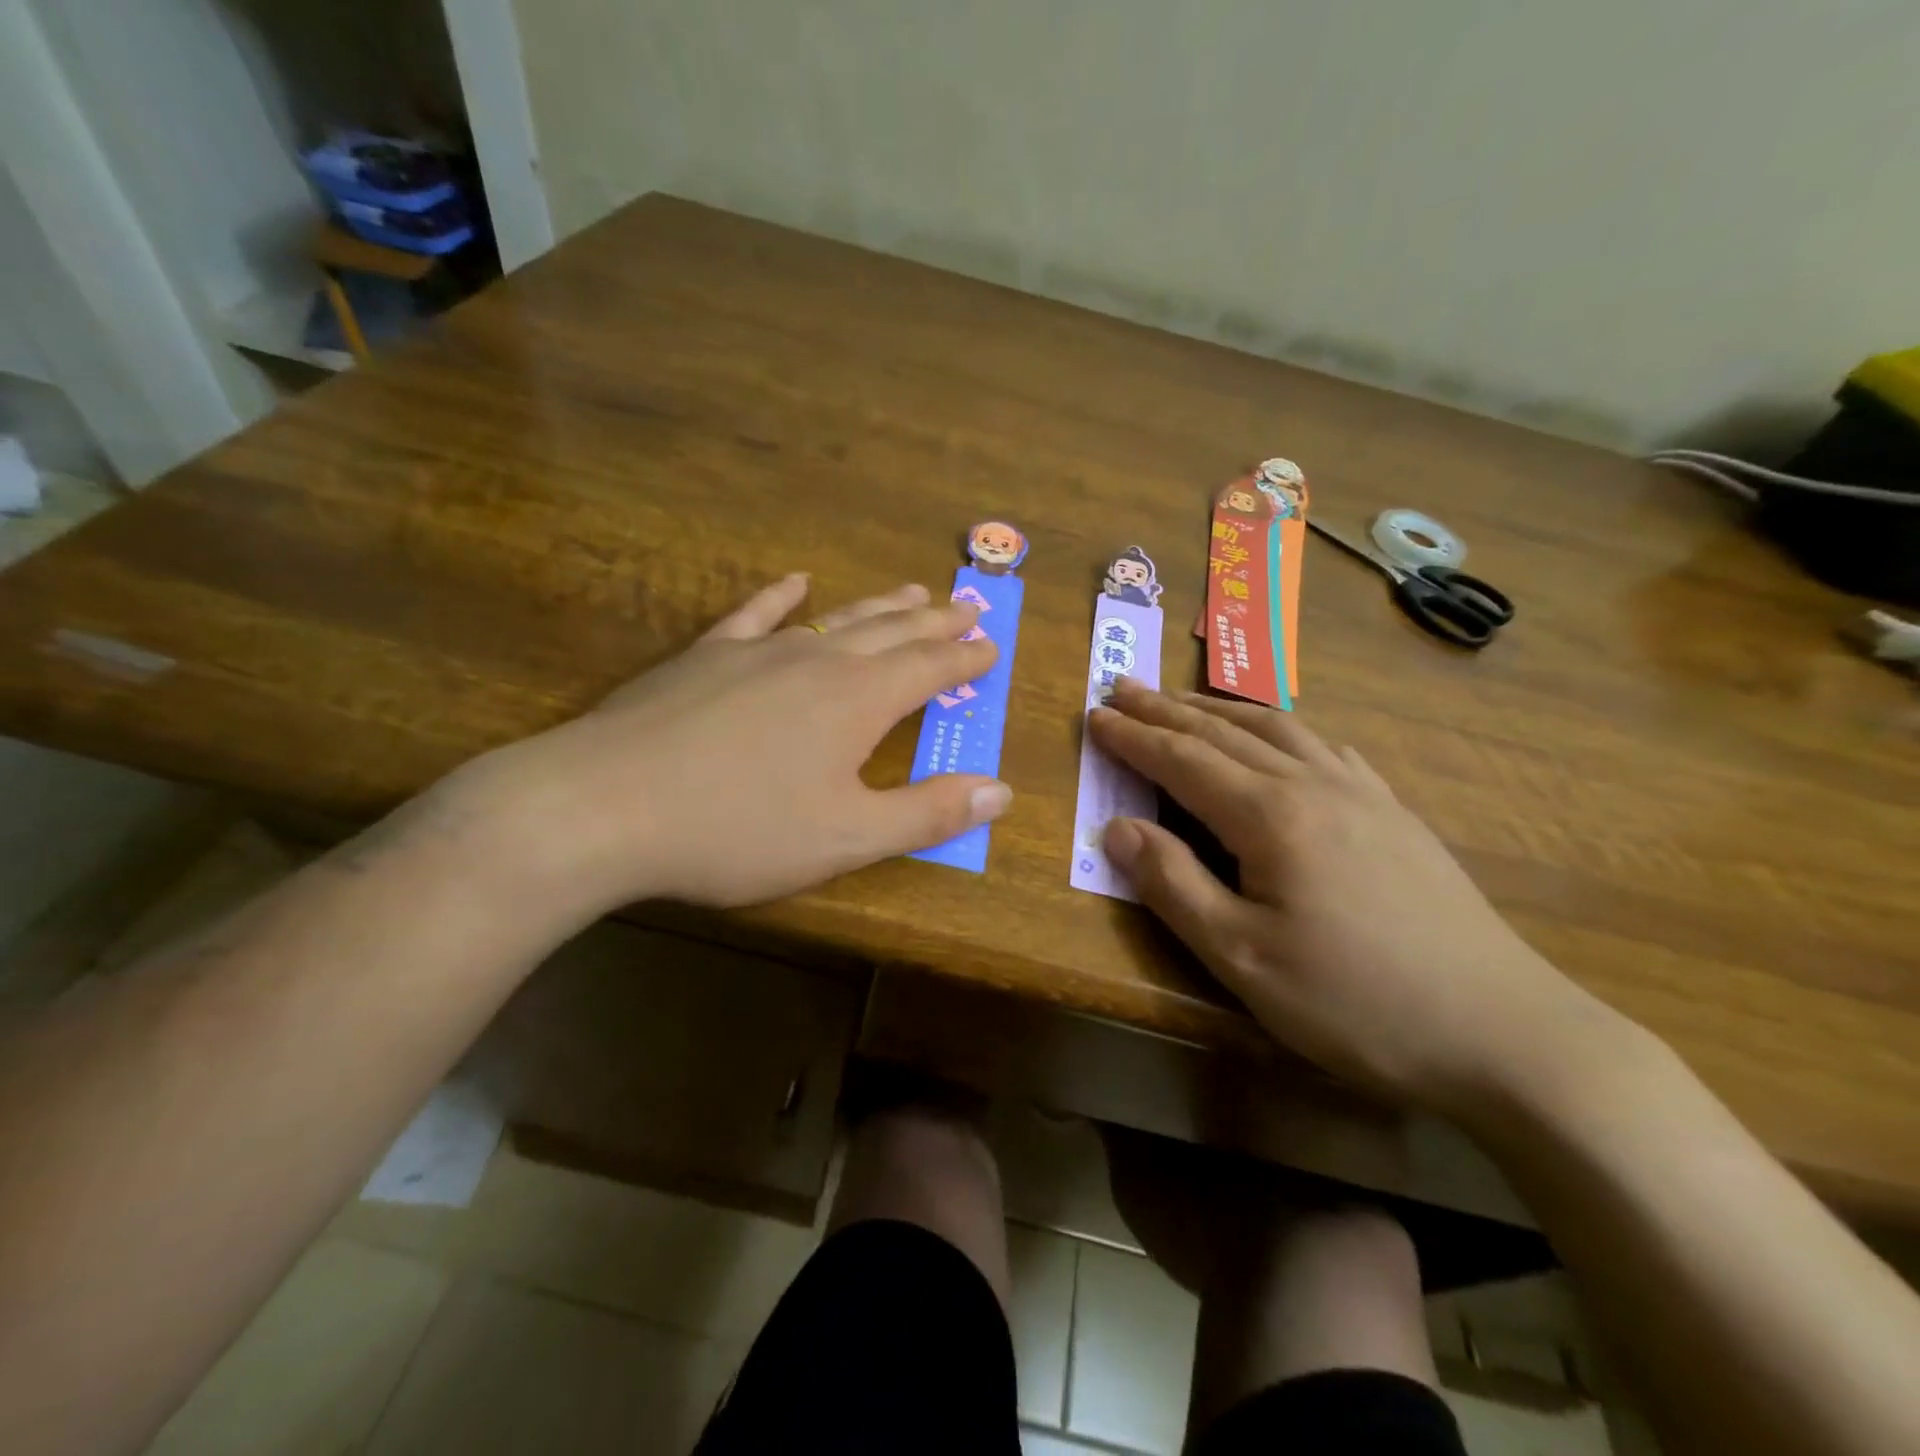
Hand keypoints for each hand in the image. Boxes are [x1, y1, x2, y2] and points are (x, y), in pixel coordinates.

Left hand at [449, 575, 1009, 916]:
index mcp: (859, 700)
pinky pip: (754, 614)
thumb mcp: (848, 837)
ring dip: (880, 605)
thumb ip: (928, 813)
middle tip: (968, 606)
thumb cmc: (739, 830)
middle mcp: (817, 661)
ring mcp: (757, 652)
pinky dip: (781, 596)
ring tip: (913, 589)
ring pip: (836, 618)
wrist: (605, 806)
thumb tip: (1001, 791)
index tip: (991, 647)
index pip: (930, 669)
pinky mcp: (705, 656)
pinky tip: (796, 582)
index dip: (965, 659)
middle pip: (892, 631)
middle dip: (936, 621)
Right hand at [1087, 680, 1619, 1117]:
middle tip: (1123, 688)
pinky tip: (1282, 736)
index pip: (1182, 760)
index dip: (1133, 737)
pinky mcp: (1395, 814)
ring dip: (1220, 710)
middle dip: (1166, 709)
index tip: (1093, 716)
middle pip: (1224, 732)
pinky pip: (1325, 748)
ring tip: (1185, 700)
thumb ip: (1173, 884)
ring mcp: (1362, 794)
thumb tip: (1114, 827)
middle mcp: (1314, 785)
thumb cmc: (1356, 1002)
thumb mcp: (1242, 958)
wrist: (1506, 1033)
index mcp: (1270, 815)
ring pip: (1278, 729)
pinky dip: (1282, 728)